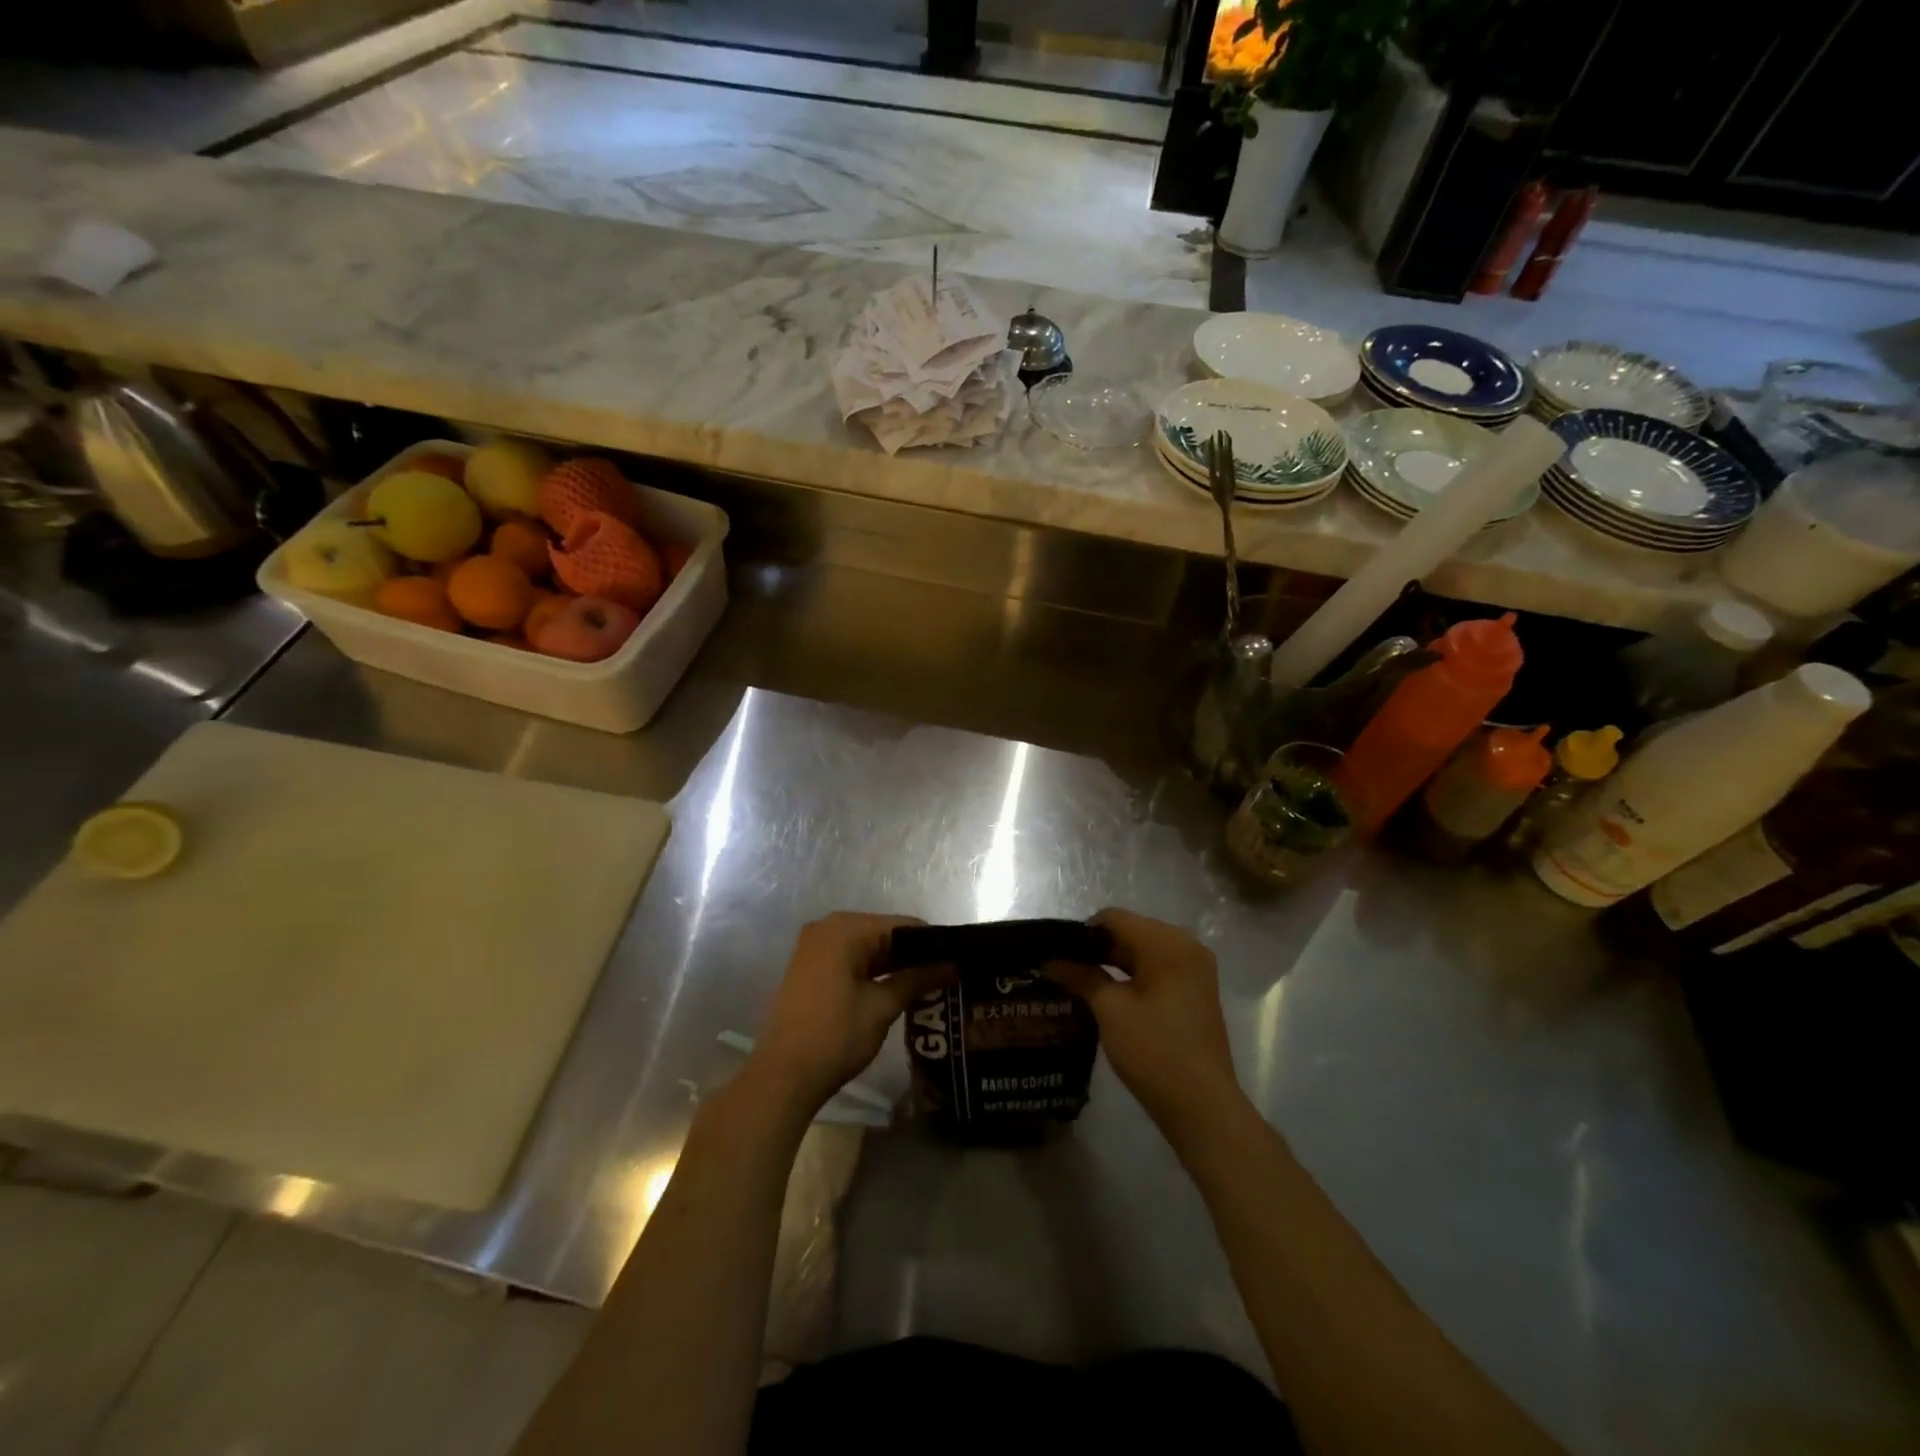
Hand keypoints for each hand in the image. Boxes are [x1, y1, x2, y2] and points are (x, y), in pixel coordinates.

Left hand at [746, 912, 944, 1116]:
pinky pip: (851, 958)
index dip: (932, 943)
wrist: (783, 1076)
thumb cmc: (836, 1036)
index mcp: (846, 928)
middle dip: (913, 955)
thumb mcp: (883, 1007)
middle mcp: (828, 927)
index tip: (957, 961)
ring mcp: (815, 946)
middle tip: (947, 976)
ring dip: (894, 965)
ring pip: (867, 947)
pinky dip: (872, 971)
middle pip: (884, 933)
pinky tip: (897, 989)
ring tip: (929, 984)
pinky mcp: (810, 966)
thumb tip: (954, 965)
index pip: (903, 925)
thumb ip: (918, 979)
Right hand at [1048, 908, 1244, 1140]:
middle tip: (1061, 968)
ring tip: (1077, 982)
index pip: (1114, 918)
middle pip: (1130, 932)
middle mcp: (1186, 946)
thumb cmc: (1154, 1051)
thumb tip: (1050, 959)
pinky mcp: (1194, 992)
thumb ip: (1081, 976)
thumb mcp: (1110, 1010)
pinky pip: (1156, 970)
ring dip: (1112, 963)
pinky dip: (1131, 977)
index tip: (1055, 953)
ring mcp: (1194, 970)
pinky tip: (1106, 995)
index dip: (1081, 933)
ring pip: (1142, 952)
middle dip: (1096, 949)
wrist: (1202, 1107)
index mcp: (1168, 942)